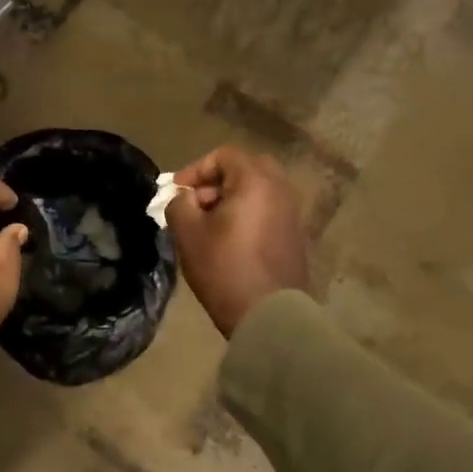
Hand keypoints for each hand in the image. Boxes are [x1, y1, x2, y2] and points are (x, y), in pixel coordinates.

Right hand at [165, 146, 308, 337]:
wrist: (269, 315)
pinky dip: (247, 215)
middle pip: (245, 169)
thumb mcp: (188, 232)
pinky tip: (228, 241)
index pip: (224, 155)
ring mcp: (292, 214)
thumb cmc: (224, 267)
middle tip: (196, 203)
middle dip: (216, 181)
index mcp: (256, 181)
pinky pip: (267, 211)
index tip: (178, 192)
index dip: (196, 169)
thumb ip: (179, 203)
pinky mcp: (295, 237)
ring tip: (208, 225)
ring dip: (231, 199)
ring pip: (257, 191)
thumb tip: (185, 198)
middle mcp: (280, 190)